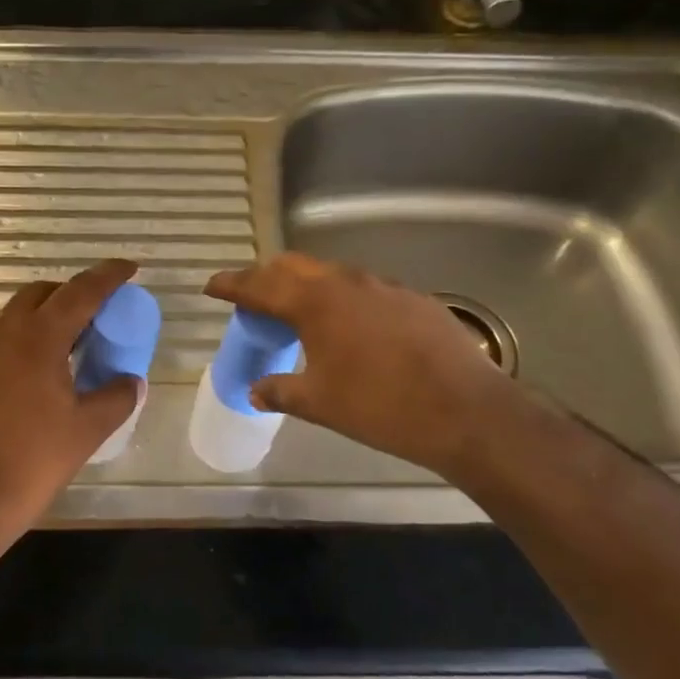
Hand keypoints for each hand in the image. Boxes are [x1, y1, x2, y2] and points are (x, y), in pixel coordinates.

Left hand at [0, 259, 140, 543]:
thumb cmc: (34, 459)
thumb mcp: (88, 429)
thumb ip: (116, 397)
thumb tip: (132, 381)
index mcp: (39, 338)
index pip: (80, 292)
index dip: (108, 276)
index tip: (130, 268)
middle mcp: (8, 334)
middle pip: (43, 293)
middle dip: (74, 291)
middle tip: (102, 309)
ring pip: (20, 313)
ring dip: (50, 312)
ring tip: (79, 337)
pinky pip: (8, 337)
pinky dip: (32, 335)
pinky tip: (49, 367)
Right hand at [205, 253, 538, 481]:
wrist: (467, 412)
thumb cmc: (381, 406)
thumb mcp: (320, 403)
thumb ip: (281, 390)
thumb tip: (255, 390)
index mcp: (315, 302)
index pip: (260, 284)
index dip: (232, 284)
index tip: (212, 286)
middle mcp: (346, 282)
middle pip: (294, 267)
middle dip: (267, 277)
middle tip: (252, 297)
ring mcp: (385, 286)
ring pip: (332, 274)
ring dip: (308, 286)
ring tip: (299, 311)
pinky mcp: (415, 299)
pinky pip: (366, 290)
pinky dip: (344, 299)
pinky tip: (352, 327)